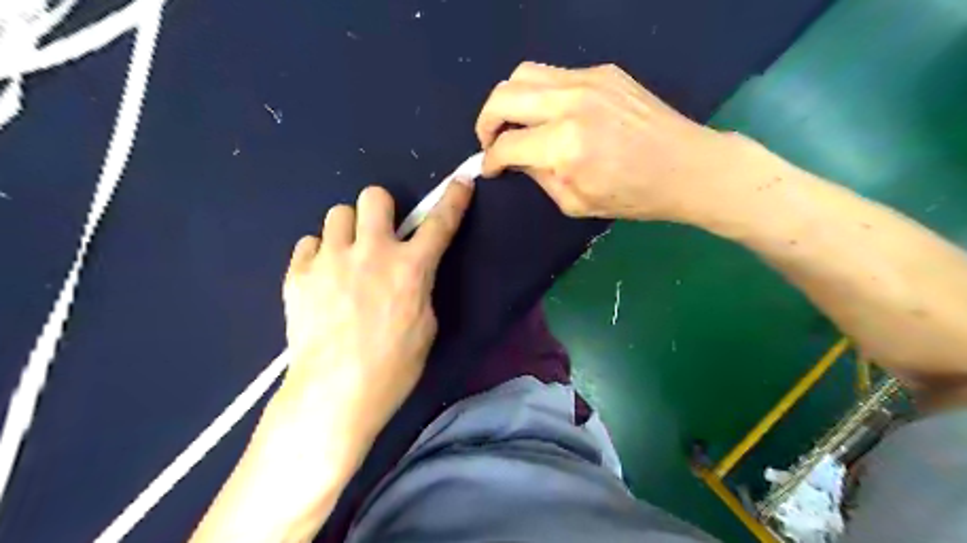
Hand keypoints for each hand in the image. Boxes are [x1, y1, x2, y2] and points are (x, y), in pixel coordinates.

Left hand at [273, 181, 474, 446]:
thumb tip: (408, 276)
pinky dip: (319, 254)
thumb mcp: (426, 328)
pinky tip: (322, 278)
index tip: (461, 183)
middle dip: (381, 209)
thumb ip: (420, 290)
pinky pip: (308, 243)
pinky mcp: (298, 274)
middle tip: (380, 234)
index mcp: (411, 269)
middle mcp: (371, 253)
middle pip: (374, 196)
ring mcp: (330, 260)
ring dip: (348, 230)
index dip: (454, 199)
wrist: (334, 394)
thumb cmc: (392, 368)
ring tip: (347, 257)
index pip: (440, 222)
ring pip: (337, 213)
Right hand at [475, 59, 741, 220]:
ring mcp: (588, 80)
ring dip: (509, 99)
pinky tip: (550, 114)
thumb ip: (539, 177)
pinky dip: (540, 93)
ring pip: (524, 73)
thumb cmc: (633, 196)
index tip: (490, 168)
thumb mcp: (575, 202)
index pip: (506, 145)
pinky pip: (555, 74)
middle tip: (490, 141)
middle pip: (504, 96)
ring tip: (513, 122)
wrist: (685, 167)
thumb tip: (516, 159)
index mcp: (564, 146)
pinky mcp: (604, 71)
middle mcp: (570, 104)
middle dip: (486, 121)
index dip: (490, 160)